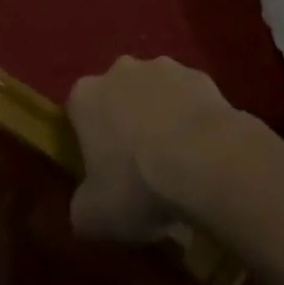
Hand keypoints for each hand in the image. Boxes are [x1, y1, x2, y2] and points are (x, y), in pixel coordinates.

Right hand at [66, 56, 242, 240]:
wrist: (207, 162)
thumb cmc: (138, 186)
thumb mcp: (93, 217)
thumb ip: (81, 206)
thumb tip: (86, 205)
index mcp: (86, 96)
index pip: (77, 112)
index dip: (87, 140)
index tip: (101, 167)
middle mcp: (120, 70)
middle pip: (116, 95)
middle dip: (123, 120)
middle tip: (137, 163)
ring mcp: (163, 67)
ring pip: (154, 91)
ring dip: (159, 114)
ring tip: (175, 156)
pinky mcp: (199, 74)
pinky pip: (188, 96)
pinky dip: (190, 115)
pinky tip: (202, 147)